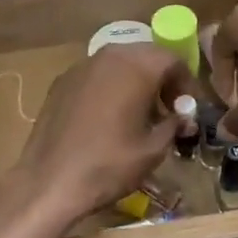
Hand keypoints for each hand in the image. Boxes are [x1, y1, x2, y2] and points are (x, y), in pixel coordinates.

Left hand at [8, 44, 188, 224]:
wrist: (49, 181)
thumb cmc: (109, 165)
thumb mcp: (153, 149)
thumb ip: (174, 124)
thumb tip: (184, 117)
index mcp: (136, 67)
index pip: (172, 60)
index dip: (186, 83)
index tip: (189, 109)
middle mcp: (108, 56)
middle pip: (146, 56)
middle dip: (161, 79)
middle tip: (168, 109)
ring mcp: (81, 66)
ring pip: (119, 62)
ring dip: (136, 80)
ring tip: (140, 113)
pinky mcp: (61, 81)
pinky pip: (96, 75)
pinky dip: (110, 86)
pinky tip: (109, 116)